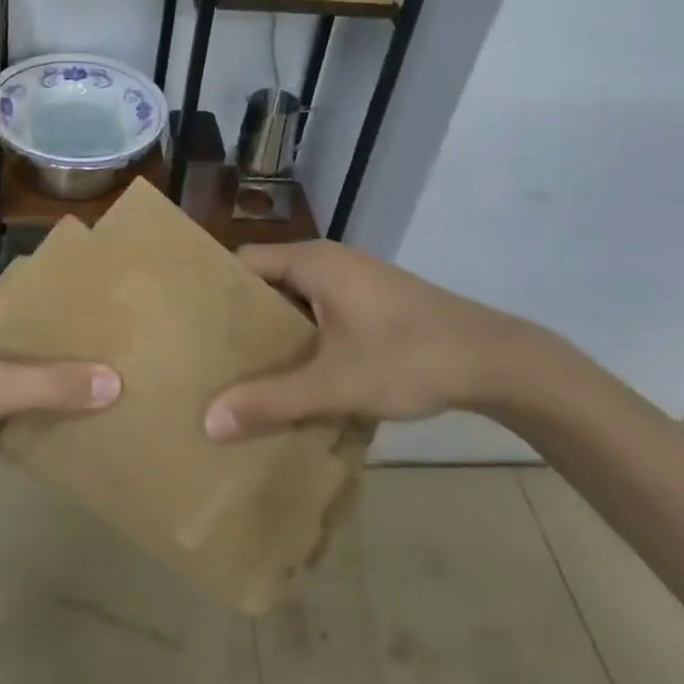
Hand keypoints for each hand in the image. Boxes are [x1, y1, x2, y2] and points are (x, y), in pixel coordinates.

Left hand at [0, 283, 119, 504]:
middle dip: (66, 351)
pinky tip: (60, 419)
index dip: (73, 312)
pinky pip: (1, 396)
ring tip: (100, 390)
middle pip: (27, 334)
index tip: (116, 327)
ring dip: (47, 381)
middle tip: (117, 361)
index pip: (34, 297)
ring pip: (15, 368)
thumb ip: (50, 384)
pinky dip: (25, 406)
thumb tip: (115, 381)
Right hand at [204, 241, 566, 441]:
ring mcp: (355, 281)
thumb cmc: (407, 358)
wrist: (494, 360)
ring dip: (277, 333)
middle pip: (268, 283)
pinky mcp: (374, 303)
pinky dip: (306, 338)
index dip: (215, 291)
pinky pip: (323, 312)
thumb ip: (272, 401)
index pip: (244, 263)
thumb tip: (209, 421)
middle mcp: (329, 261)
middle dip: (242, 319)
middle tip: (210, 357)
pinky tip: (299, 376)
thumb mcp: (334, 384)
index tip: (188, 325)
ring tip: (244, 372)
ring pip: (298, 301)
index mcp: (312, 262)